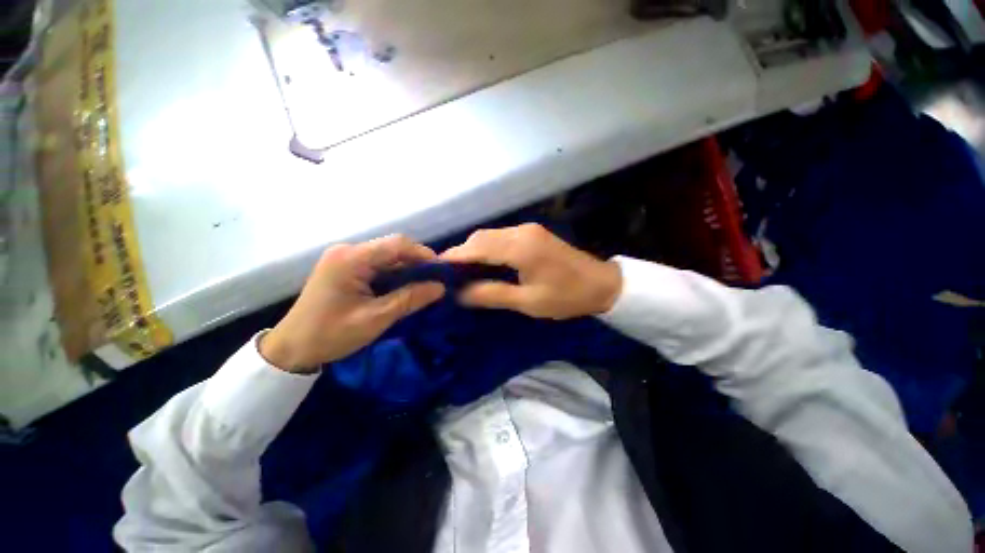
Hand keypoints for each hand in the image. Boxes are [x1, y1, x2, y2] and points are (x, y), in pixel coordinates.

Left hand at [260, 235, 444, 371]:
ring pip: (386, 256)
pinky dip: (393, 274)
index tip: (442, 271)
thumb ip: (410, 299)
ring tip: (424, 284)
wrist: (291, 349)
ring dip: (406, 269)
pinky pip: (376, 264)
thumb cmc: (331, 334)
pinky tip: (403, 286)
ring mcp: (344, 258)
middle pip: (392, 248)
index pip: (397, 244)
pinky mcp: (344, 267)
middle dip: (417, 262)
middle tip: (435, 280)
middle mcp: (348, 251)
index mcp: (351, 259)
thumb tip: (441, 287)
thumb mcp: (376, 318)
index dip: (423, 254)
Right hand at [441, 224, 621, 319]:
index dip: (454, 257)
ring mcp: (527, 230)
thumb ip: (491, 294)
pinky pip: (501, 237)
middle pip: (480, 237)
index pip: (476, 247)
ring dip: (473, 250)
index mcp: (519, 248)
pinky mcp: (532, 233)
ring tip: (462, 271)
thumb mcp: (527, 302)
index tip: (434, 268)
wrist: (602, 284)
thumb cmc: (566, 297)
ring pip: (489, 235)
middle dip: (461, 253)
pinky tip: (483, 262)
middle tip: (448, 274)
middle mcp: (520, 232)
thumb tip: (459, 293)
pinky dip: (487, 248)